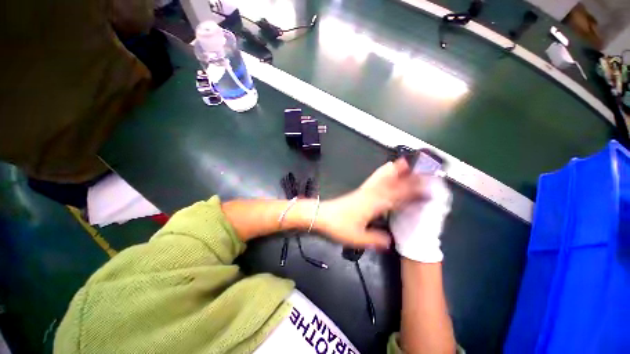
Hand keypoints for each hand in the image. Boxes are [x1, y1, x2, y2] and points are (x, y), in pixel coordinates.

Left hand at [316, 159, 427, 248]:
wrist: (321, 216)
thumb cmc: (339, 226)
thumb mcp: (359, 238)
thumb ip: (377, 240)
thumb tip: (391, 240)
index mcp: (375, 204)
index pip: (399, 196)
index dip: (415, 192)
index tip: (429, 189)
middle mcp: (372, 194)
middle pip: (393, 182)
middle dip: (408, 174)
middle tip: (421, 166)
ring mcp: (365, 190)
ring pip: (383, 176)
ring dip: (395, 169)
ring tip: (405, 162)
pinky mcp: (359, 191)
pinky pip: (375, 179)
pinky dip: (383, 173)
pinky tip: (385, 171)